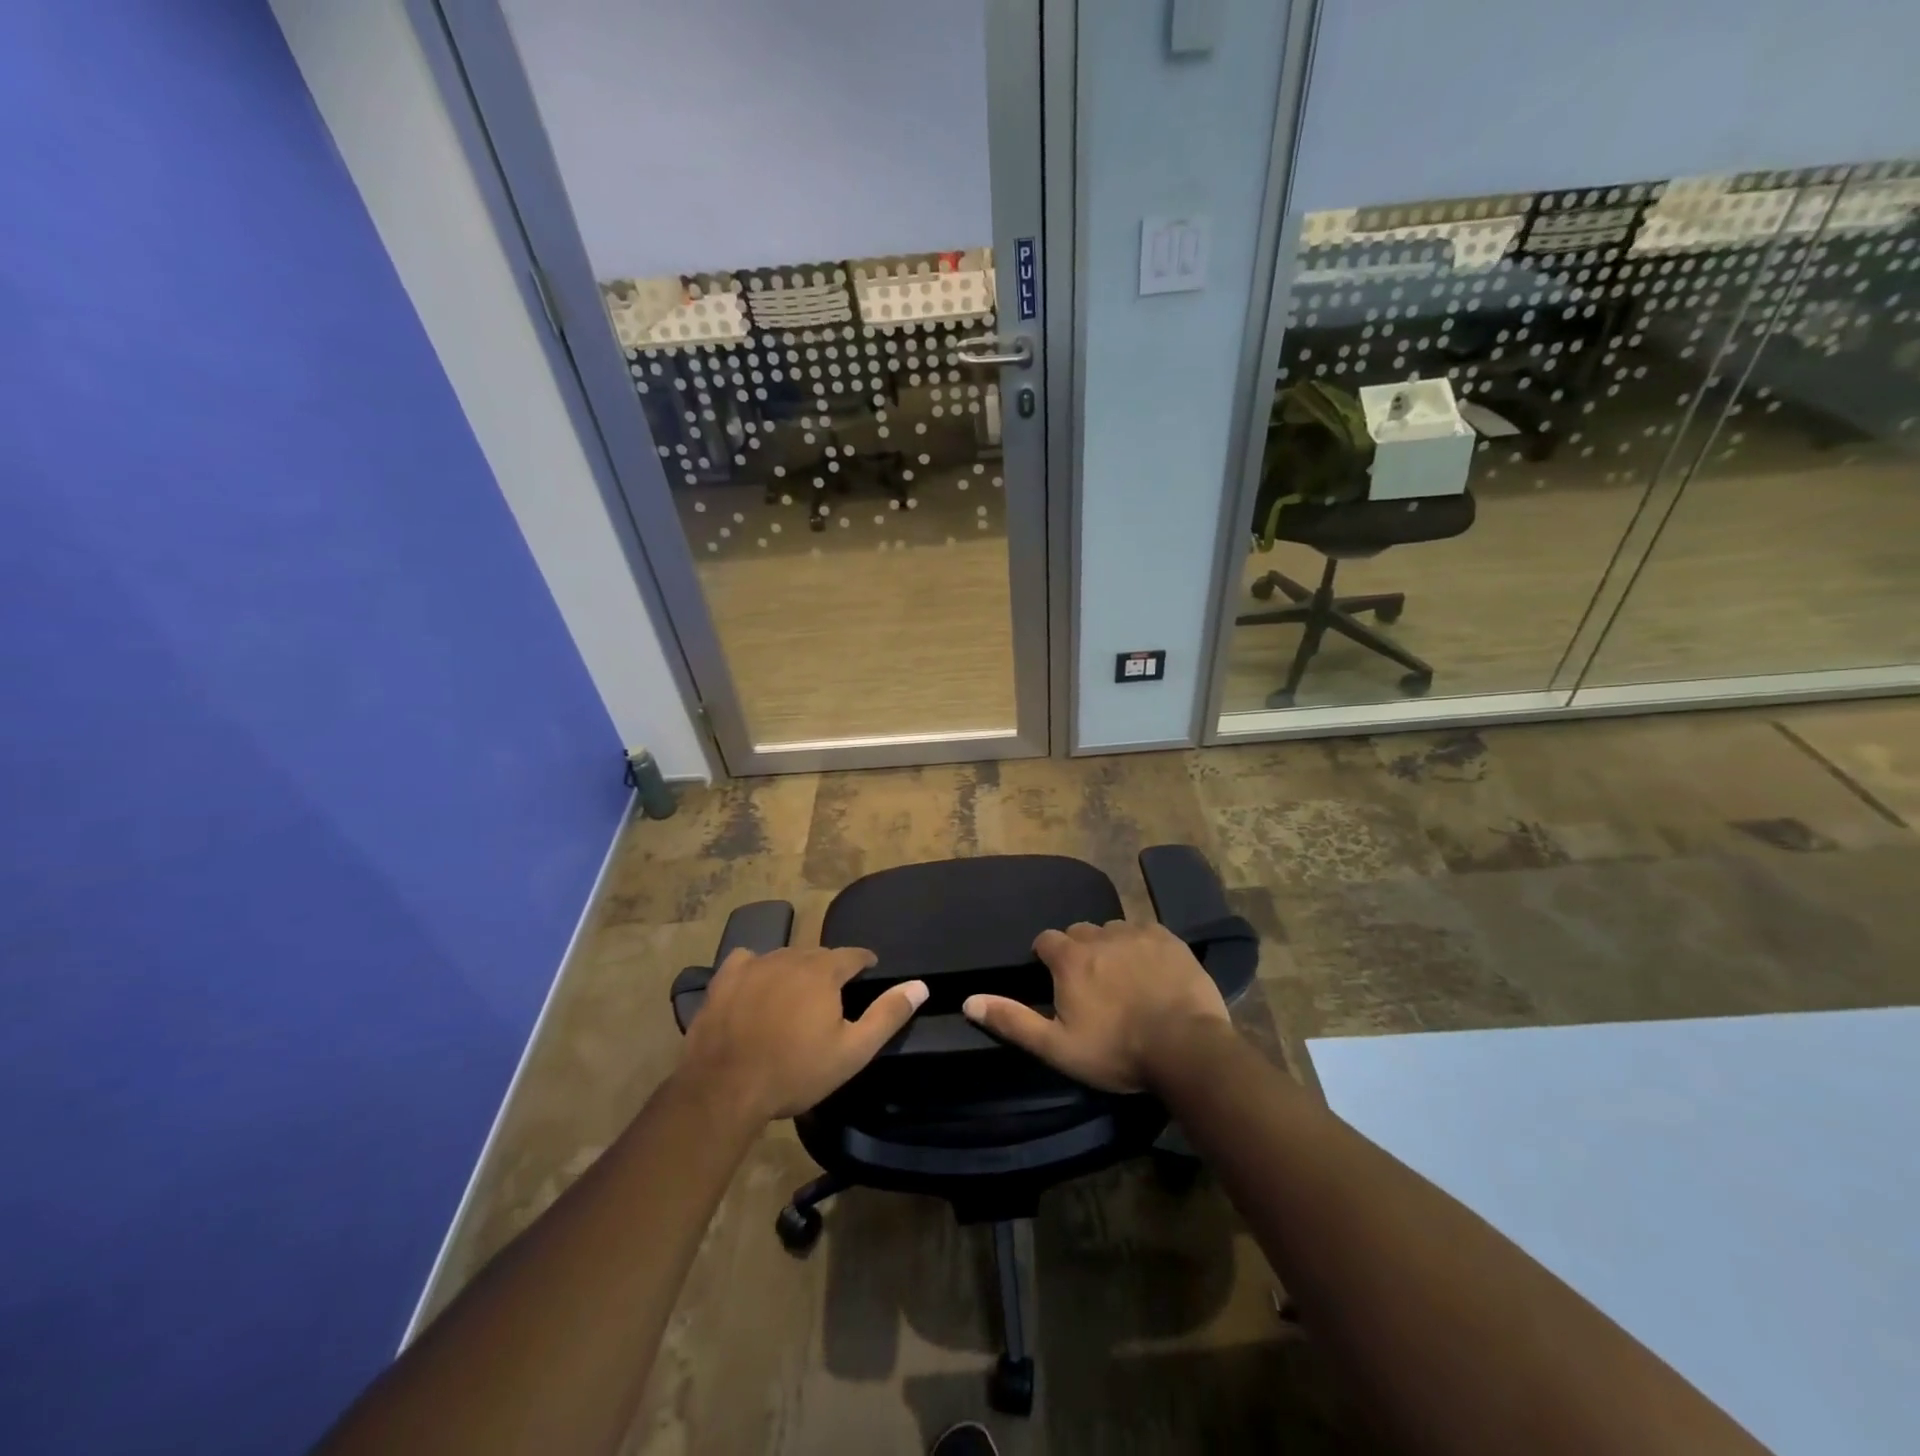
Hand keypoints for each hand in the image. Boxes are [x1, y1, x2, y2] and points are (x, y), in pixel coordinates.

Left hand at [680, 946, 927, 1120]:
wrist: (724, 1089)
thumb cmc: (795, 1072)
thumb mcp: (852, 1051)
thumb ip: (887, 1015)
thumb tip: (920, 985)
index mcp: (824, 971)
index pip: (854, 955)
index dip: (864, 963)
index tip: (869, 972)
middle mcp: (791, 956)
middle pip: (819, 954)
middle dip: (829, 969)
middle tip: (832, 995)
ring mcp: (755, 964)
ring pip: (785, 956)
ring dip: (795, 970)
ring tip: (796, 995)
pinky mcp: (724, 978)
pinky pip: (748, 961)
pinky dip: (757, 969)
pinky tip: (755, 987)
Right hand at [962, 920, 1230, 1092]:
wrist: (1187, 1048)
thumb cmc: (1117, 1050)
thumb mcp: (1057, 1046)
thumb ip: (1012, 1020)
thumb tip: (969, 1000)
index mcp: (1070, 957)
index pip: (1046, 941)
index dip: (1046, 958)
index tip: (1055, 980)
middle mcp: (1100, 935)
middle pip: (1079, 933)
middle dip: (1078, 951)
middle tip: (1090, 985)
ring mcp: (1138, 933)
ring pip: (1113, 931)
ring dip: (1111, 947)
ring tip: (1123, 979)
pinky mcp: (1170, 939)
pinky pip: (1147, 932)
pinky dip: (1143, 947)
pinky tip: (1153, 972)